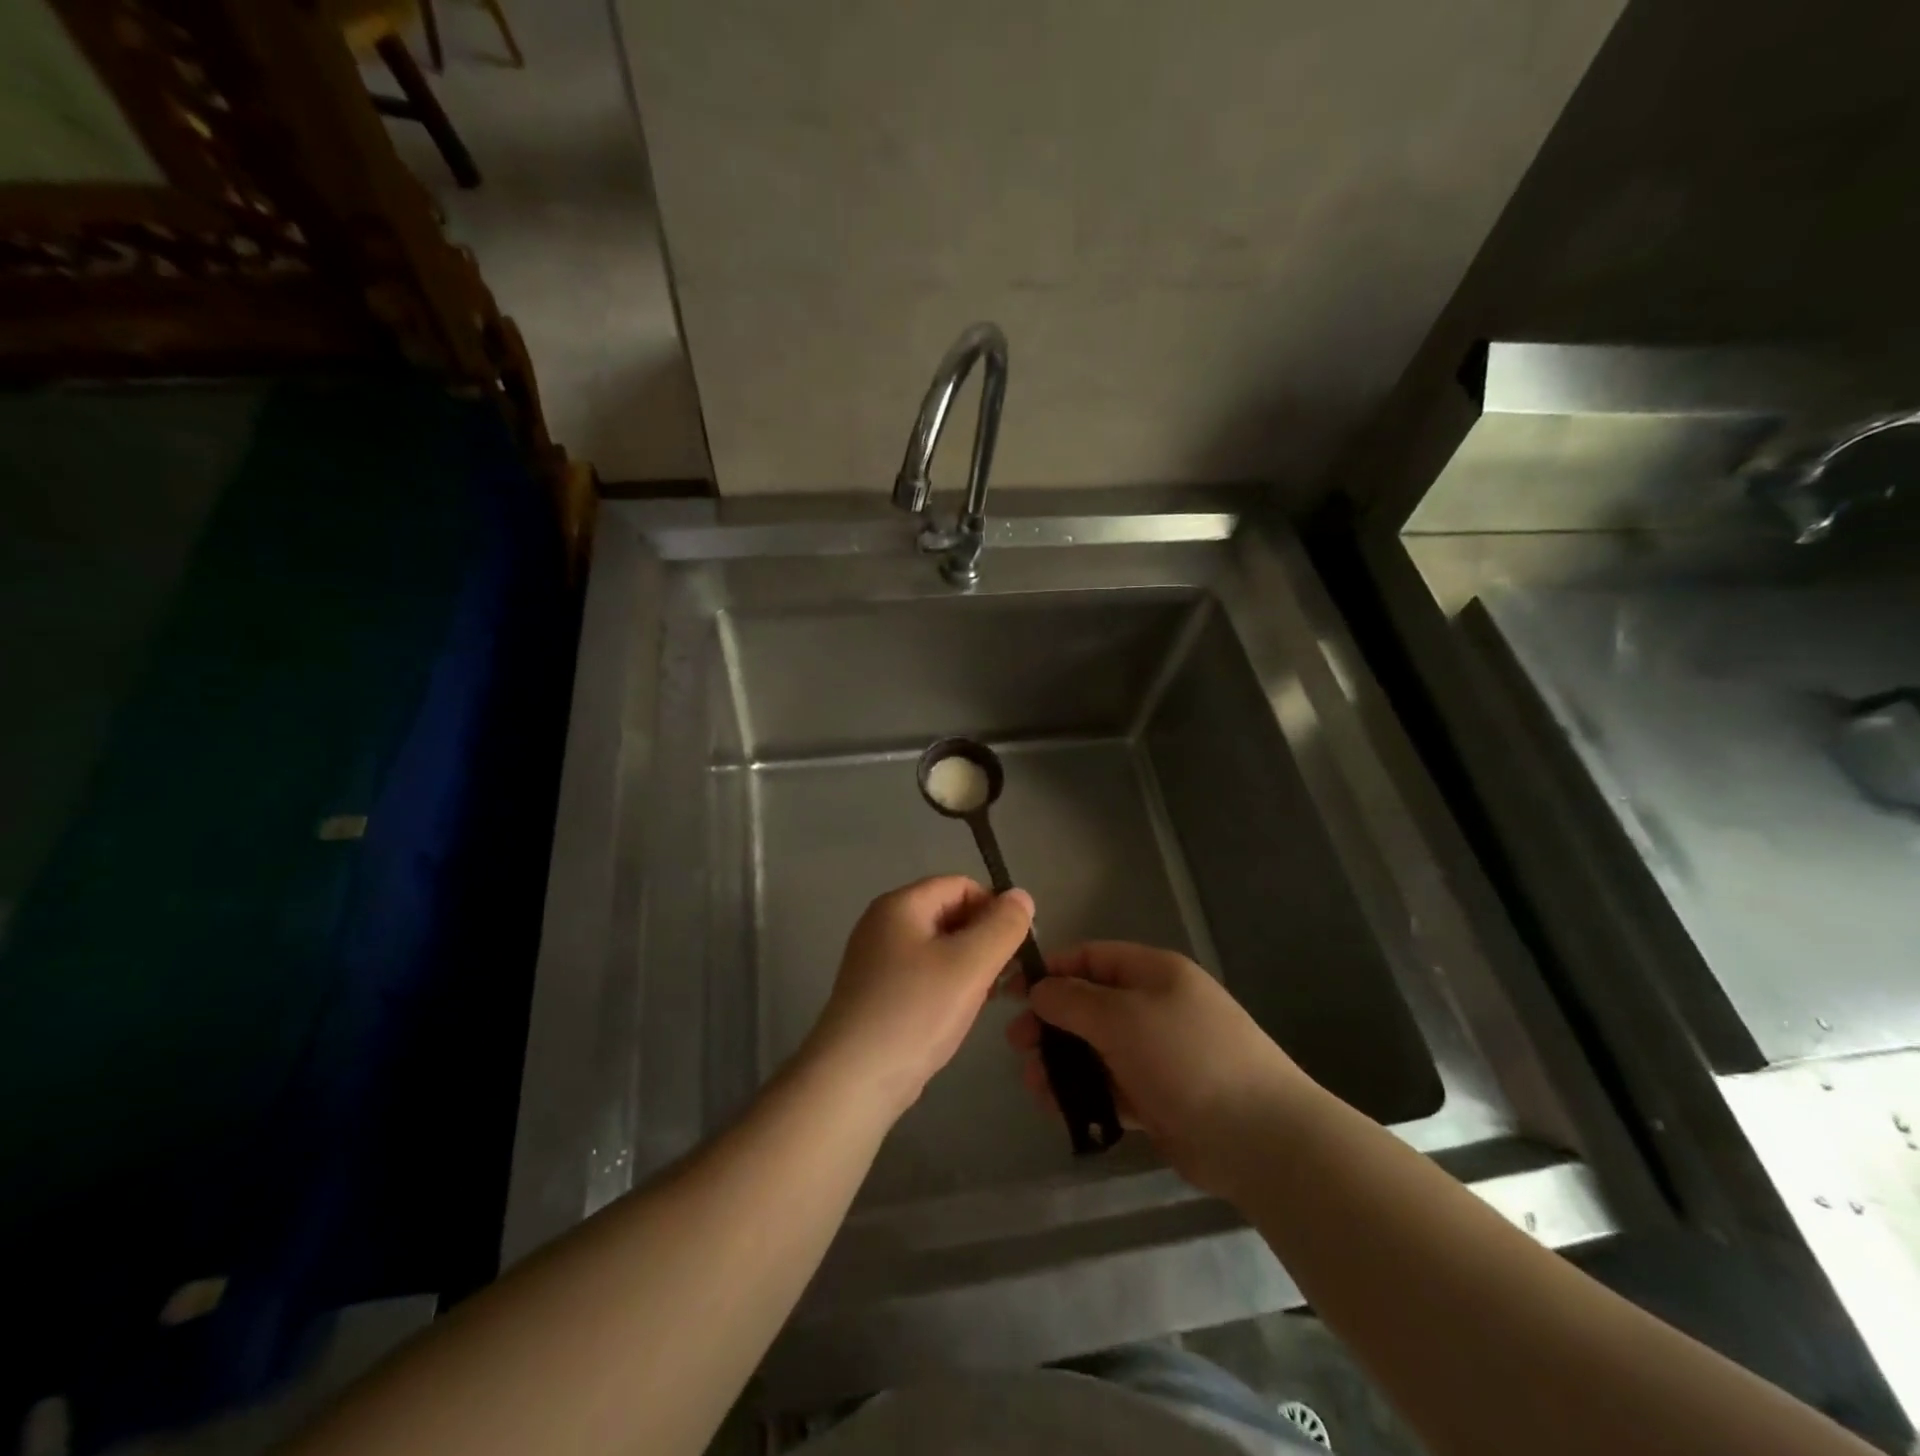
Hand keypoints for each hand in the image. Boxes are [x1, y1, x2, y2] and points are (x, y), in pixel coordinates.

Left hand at [802, 877, 1034, 1121]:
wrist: (853, 1080)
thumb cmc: (914, 1012)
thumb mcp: (970, 964)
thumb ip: (1002, 926)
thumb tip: (1021, 896)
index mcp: (900, 905)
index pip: (961, 885)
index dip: (994, 907)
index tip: (1018, 944)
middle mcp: (883, 924)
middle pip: (949, 913)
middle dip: (984, 938)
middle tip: (1007, 975)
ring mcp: (877, 960)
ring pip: (939, 947)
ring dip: (970, 964)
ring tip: (989, 996)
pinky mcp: (878, 993)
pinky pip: (924, 974)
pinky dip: (948, 984)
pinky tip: (961, 1012)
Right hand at [1007, 941, 1317, 1198]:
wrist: (1258, 1137)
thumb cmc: (1185, 1056)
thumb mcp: (1122, 1016)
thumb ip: (1073, 1000)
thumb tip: (1040, 989)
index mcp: (1152, 973)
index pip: (1090, 958)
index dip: (1049, 971)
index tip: (1011, 992)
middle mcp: (1153, 1007)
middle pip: (1088, 1006)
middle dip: (1049, 1022)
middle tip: (1016, 1045)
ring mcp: (1156, 1054)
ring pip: (1094, 1050)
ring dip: (1060, 1063)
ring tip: (1033, 1085)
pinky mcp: (1157, 1097)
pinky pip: (1109, 1087)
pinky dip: (1082, 1094)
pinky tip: (1057, 1108)